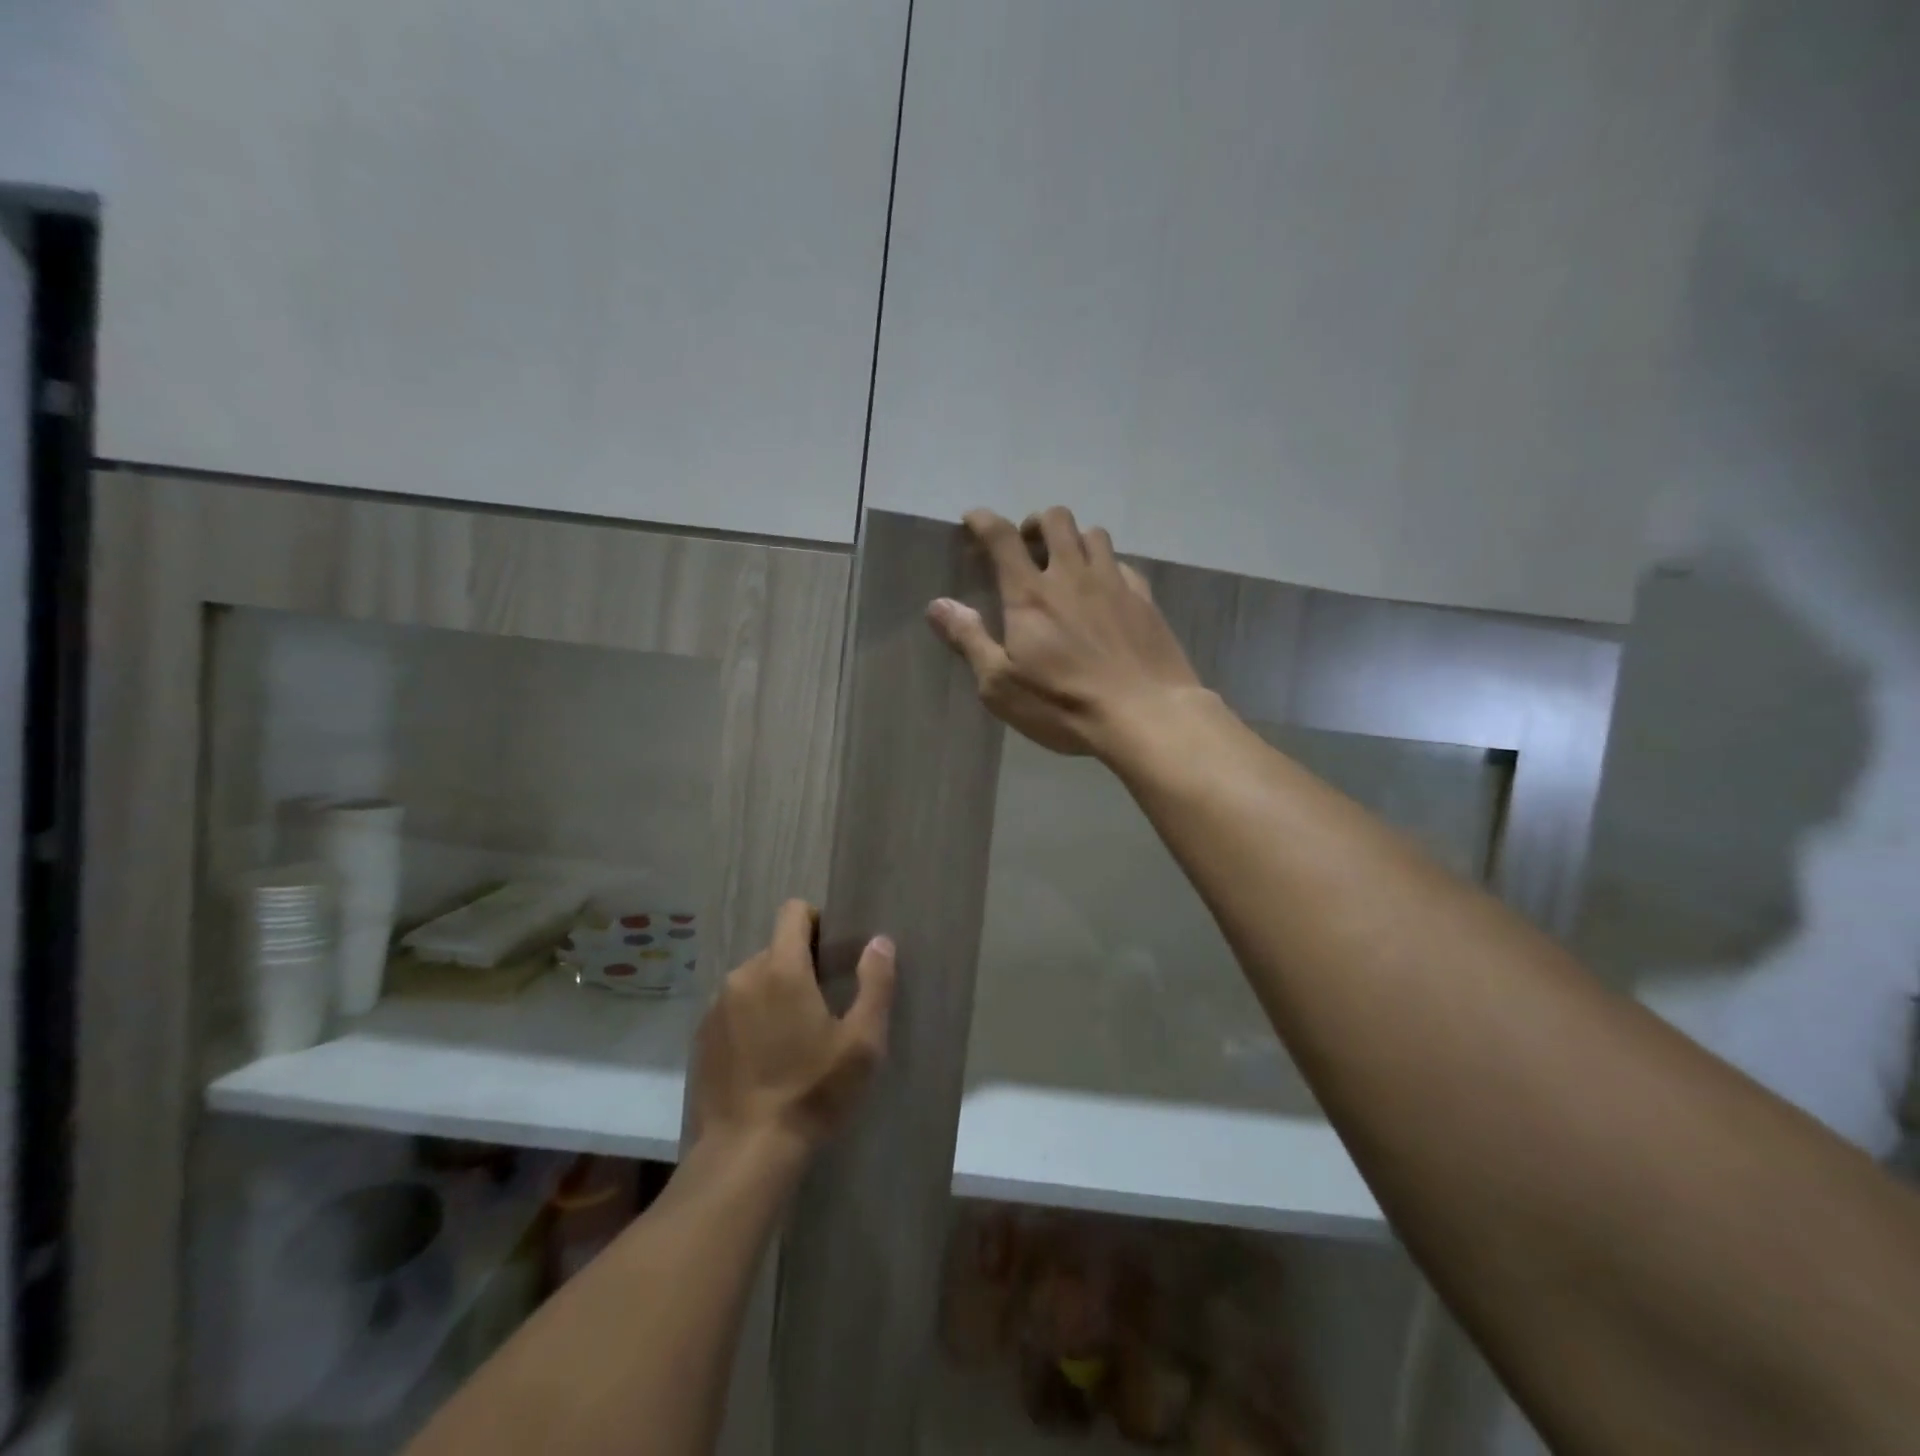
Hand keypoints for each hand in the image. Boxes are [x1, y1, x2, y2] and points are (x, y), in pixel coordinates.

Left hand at [690, 899, 895, 1160]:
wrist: (746, 1153)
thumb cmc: (812, 1092)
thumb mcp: (862, 1042)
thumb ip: (875, 983)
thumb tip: (879, 941)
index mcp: (782, 968)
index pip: (793, 912)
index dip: (816, 922)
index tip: (833, 953)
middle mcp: (743, 975)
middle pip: (776, 948)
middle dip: (799, 965)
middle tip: (822, 1006)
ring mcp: (716, 1006)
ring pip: (753, 979)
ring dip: (773, 993)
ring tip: (792, 1037)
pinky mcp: (701, 1037)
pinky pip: (733, 1008)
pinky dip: (750, 1019)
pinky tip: (764, 1058)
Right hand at [926, 506, 1203, 757]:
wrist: (1145, 715)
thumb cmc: (1063, 704)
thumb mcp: (1000, 684)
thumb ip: (969, 639)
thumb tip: (938, 605)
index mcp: (1030, 594)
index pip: (1002, 537)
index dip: (983, 520)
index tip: (973, 519)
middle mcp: (1072, 575)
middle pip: (1055, 519)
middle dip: (1035, 524)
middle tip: (1027, 548)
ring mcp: (1113, 583)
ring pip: (1094, 533)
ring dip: (1074, 539)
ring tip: (1067, 564)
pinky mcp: (1144, 599)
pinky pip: (1124, 562)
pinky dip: (1107, 565)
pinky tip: (1105, 590)